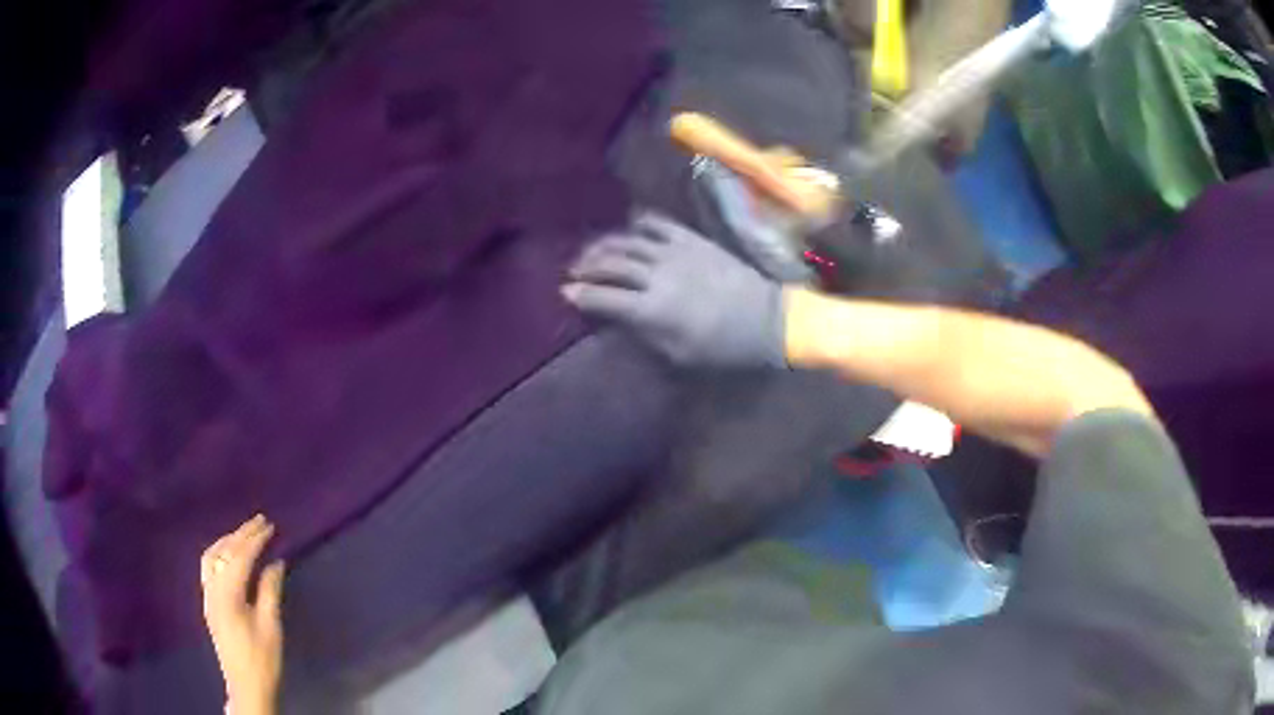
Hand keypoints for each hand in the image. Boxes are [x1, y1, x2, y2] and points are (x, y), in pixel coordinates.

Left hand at [201, 515, 284, 714]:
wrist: (246, 687)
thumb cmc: (262, 660)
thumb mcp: (271, 627)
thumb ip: (270, 591)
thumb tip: (276, 563)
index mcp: (227, 596)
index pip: (239, 558)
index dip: (255, 540)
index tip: (270, 526)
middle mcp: (212, 590)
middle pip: (223, 553)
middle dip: (241, 535)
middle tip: (260, 521)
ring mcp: (207, 597)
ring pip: (211, 557)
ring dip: (228, 541)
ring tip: (244, 533)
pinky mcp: (209, 604)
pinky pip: (209, 568)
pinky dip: (220, 554)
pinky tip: (230, 555)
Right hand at [563, 212, 786, 368]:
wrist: (766, 319)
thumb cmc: (722, 347)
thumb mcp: (679, 354)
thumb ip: (644, 333)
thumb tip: (618, 319)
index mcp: (653, 309)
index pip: (604, 297)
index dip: (581, 295)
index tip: (566, 292)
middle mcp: (658, 275)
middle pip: (611, 263)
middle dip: (587, 265)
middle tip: (574, 270)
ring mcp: (675, 252)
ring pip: (628, 241)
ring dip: (605, 244)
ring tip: (593, 249)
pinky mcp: (692, 239)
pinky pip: (659, 223)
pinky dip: (639, 222)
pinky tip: (629, 226)